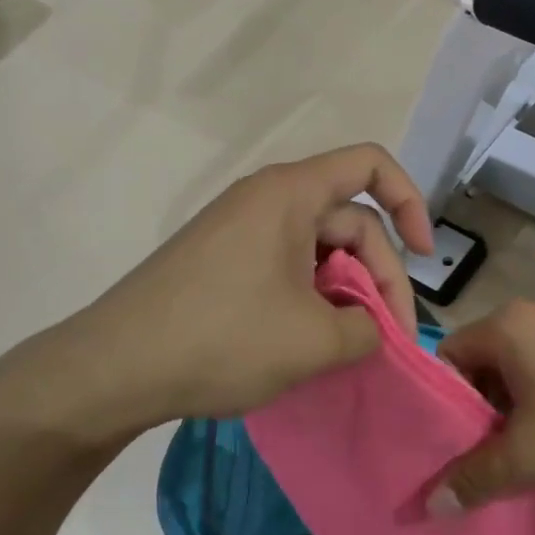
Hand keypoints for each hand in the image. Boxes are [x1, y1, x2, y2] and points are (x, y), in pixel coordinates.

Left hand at [23, 144, 434, 441]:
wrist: (111, 369)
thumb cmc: (220, 338)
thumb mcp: (313, 341)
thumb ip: (367, 330)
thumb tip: (369, 329)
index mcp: (290, 193)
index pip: (371, 165)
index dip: (410, 202)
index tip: (424, 255)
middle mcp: (266, 199)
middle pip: (350, 219)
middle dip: (379, 276)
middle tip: (386, 340)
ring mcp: (240, 229)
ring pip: (319, 249)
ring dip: (345, 292)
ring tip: (347, 346)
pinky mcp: (222, 260)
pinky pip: (287, 266)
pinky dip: (311, 298)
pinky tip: (308, 343)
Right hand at [434, 301, 534, 507]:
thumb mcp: (534, 456)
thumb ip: (477, 478)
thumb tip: (431, 503)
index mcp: (504, 326)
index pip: (447, 359)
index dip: (443, 405)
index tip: (453, 447)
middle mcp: (530, 312)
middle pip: (483, 363)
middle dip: (482, 412)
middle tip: (490, 459)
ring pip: (520, 367)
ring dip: (517, 408)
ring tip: (531, 453)